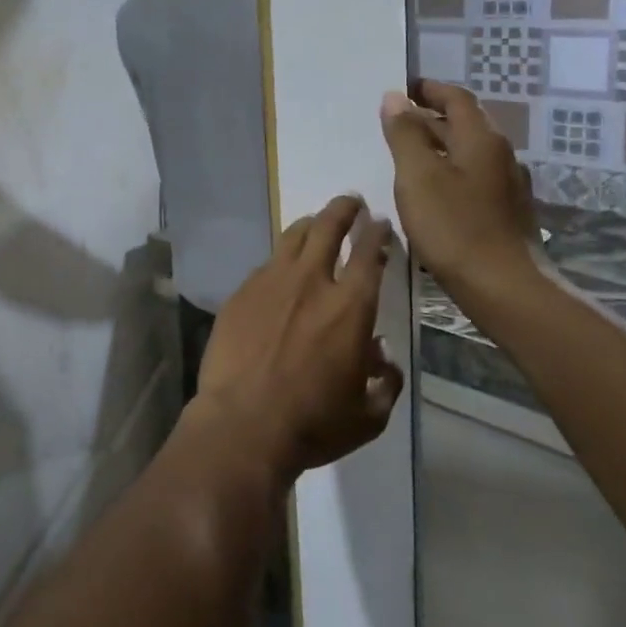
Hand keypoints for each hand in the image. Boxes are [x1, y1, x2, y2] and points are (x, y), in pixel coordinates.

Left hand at [194, 196, 402, 483]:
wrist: (242, 424)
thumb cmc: (312, 424)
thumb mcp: (368, 416)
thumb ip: (385, 383)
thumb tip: (381, 359)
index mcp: (350, 307)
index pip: (370, 254)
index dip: (378, 233)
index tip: (380, 223)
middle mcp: (311, 282)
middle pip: (328, 227)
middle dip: (344, 208)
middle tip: (351, 202)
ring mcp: (270, 283)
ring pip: (292, 237)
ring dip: (310, 225)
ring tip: (315, 223)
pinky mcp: (240, 293)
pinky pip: (265, 265)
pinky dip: (280, 262)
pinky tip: (279, 272)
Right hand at [380, 81, 544, 305]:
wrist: (504, 288)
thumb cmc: (455, 228)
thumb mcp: (417, 177)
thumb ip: (404, 134)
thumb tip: (394, 97)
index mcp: (481, 140)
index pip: (457, 99)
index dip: (429, 90)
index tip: (403, 89)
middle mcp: (500, 155)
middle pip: (465, 124)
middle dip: (431, 118)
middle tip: (396, 122)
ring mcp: (507, 186)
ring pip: (469, 153)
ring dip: (440, 146)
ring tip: (407, 156)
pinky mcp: (505, 213)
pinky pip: (473, 178)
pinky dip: (449, 172)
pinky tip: (431, 193)